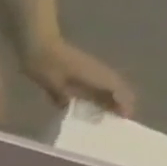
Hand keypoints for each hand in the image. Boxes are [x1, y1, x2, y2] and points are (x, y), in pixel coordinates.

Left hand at [21, 36, 137, 117]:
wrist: (41, 47)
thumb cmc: (45, 65)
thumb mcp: (51, 83)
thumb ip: (60, 95)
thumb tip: (68, 107)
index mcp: (94, 75)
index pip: (116, 90)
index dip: (123, 103)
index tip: (126, 116)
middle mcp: (99, 71)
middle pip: (117, 88)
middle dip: (121, 102)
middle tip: (119, 118)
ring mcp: (93, 69)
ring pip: (110, 85)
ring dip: (112, 98)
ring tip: (109, 113)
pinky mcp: (85, 69)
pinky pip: (99, 82)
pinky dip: (101, 92)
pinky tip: (92, 102)